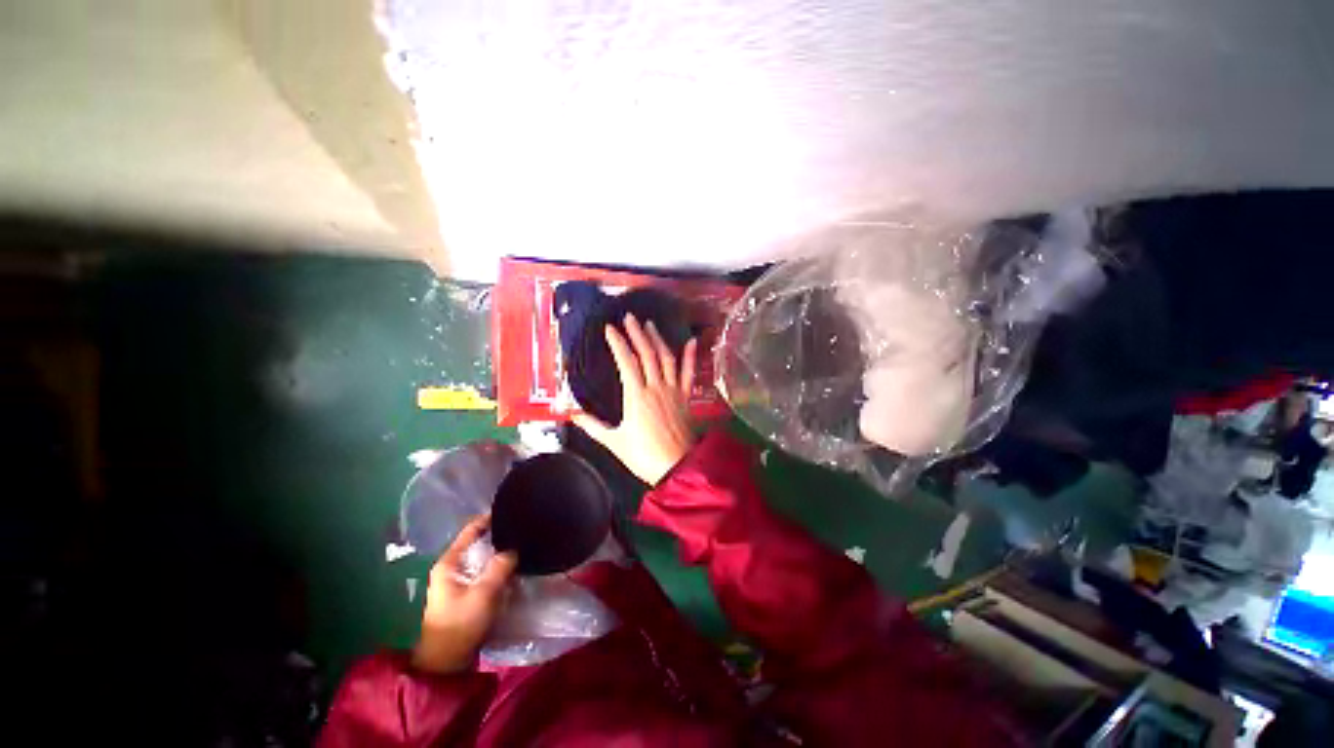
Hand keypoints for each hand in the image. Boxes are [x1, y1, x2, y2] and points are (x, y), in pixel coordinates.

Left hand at [412, 514, 517, 674]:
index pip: (471, 529)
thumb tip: (514, 548)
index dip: (490, 518)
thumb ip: (500, 567)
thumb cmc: (460, 624)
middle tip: (523, 529)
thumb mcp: (483, 594)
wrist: (446, 662)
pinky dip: (499, 567)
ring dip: (501, 553)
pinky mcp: (467, 593)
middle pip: (479, 542)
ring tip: (524, 545)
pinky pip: (486, 571)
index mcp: (449, 562)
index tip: (512, 510)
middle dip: (500, 536)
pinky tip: (515, 567)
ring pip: (484, 558)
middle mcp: (452, 567)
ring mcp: (459, 581)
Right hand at [573, 314, 698, 484]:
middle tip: (630, 317)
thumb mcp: (614, 442)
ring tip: (650, 324)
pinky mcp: (685, 397)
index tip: (610, 328)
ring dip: (658, 339)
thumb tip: (572, 414)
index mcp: (637, 396)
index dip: (618, 343)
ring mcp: (673, 390)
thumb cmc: (643, 456)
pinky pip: (689, 373)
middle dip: (637, 333)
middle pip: (647, 354)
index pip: (626, 361)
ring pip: (667, 358)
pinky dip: (691, 356)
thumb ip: (592, 426)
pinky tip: (692, 341)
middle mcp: (656, 387)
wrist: (676, 467)